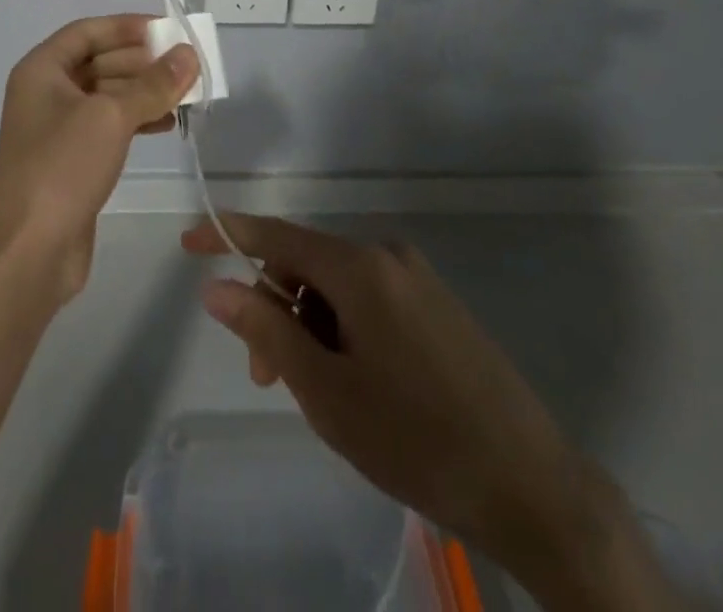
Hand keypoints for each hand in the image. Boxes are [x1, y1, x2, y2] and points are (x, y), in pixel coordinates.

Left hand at [0, 16, 197, 306]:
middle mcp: (47, 92)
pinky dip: (137, 120)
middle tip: (187, 64)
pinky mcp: (72, 160)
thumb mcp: (111, 117)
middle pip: (100, 61)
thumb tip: (189, 54)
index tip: (167, 29)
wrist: (28, 252)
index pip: (88, 31)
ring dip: (145, 91)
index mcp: (42, 69)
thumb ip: (153, 84)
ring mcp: (58, 128)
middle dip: (142, 61)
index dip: (127, 26)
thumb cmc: (62, 167)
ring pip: (108, 95)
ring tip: (187, 93)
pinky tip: (168, 124)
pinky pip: (109, 126)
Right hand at [184, 214, 665, 608]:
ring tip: (320, 395)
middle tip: (270, 380)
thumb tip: (215, 286)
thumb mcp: (327, 392)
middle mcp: (387, 255)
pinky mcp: (437, 304)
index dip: (227, 234)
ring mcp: (417, 278)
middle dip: (276, 310)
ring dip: (311, 328)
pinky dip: (344, 330)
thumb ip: (266, 330)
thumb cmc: (417, 440)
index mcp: (359, 267)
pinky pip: (369, 299)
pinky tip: (357, 384)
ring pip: (337, 287)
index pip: (275, 235)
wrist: (534, 488)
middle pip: (306, 264)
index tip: (188, 242)